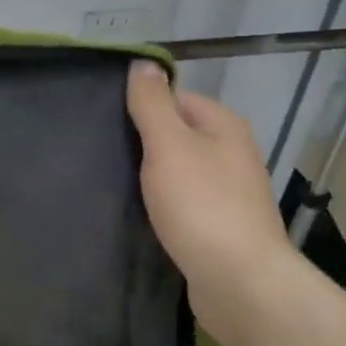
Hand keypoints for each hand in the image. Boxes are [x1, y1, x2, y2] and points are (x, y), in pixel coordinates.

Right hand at [126, 61, 306, 345]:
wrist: (239, 282)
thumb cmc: (201, 204)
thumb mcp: (168, 144)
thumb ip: (152, 103)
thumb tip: (142, 62)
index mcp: (223, 125)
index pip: (175, 97)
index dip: (142, 107)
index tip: (108, 123)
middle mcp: (232, 152)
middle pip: (177, 134)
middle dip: (143, 143)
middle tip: (105, 153)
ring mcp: (229, 191)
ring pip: (178, 170)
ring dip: (151, 176)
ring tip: (115, 183)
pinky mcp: (220, 225)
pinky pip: (183, 201)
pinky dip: (163, 204)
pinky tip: (140, 213)